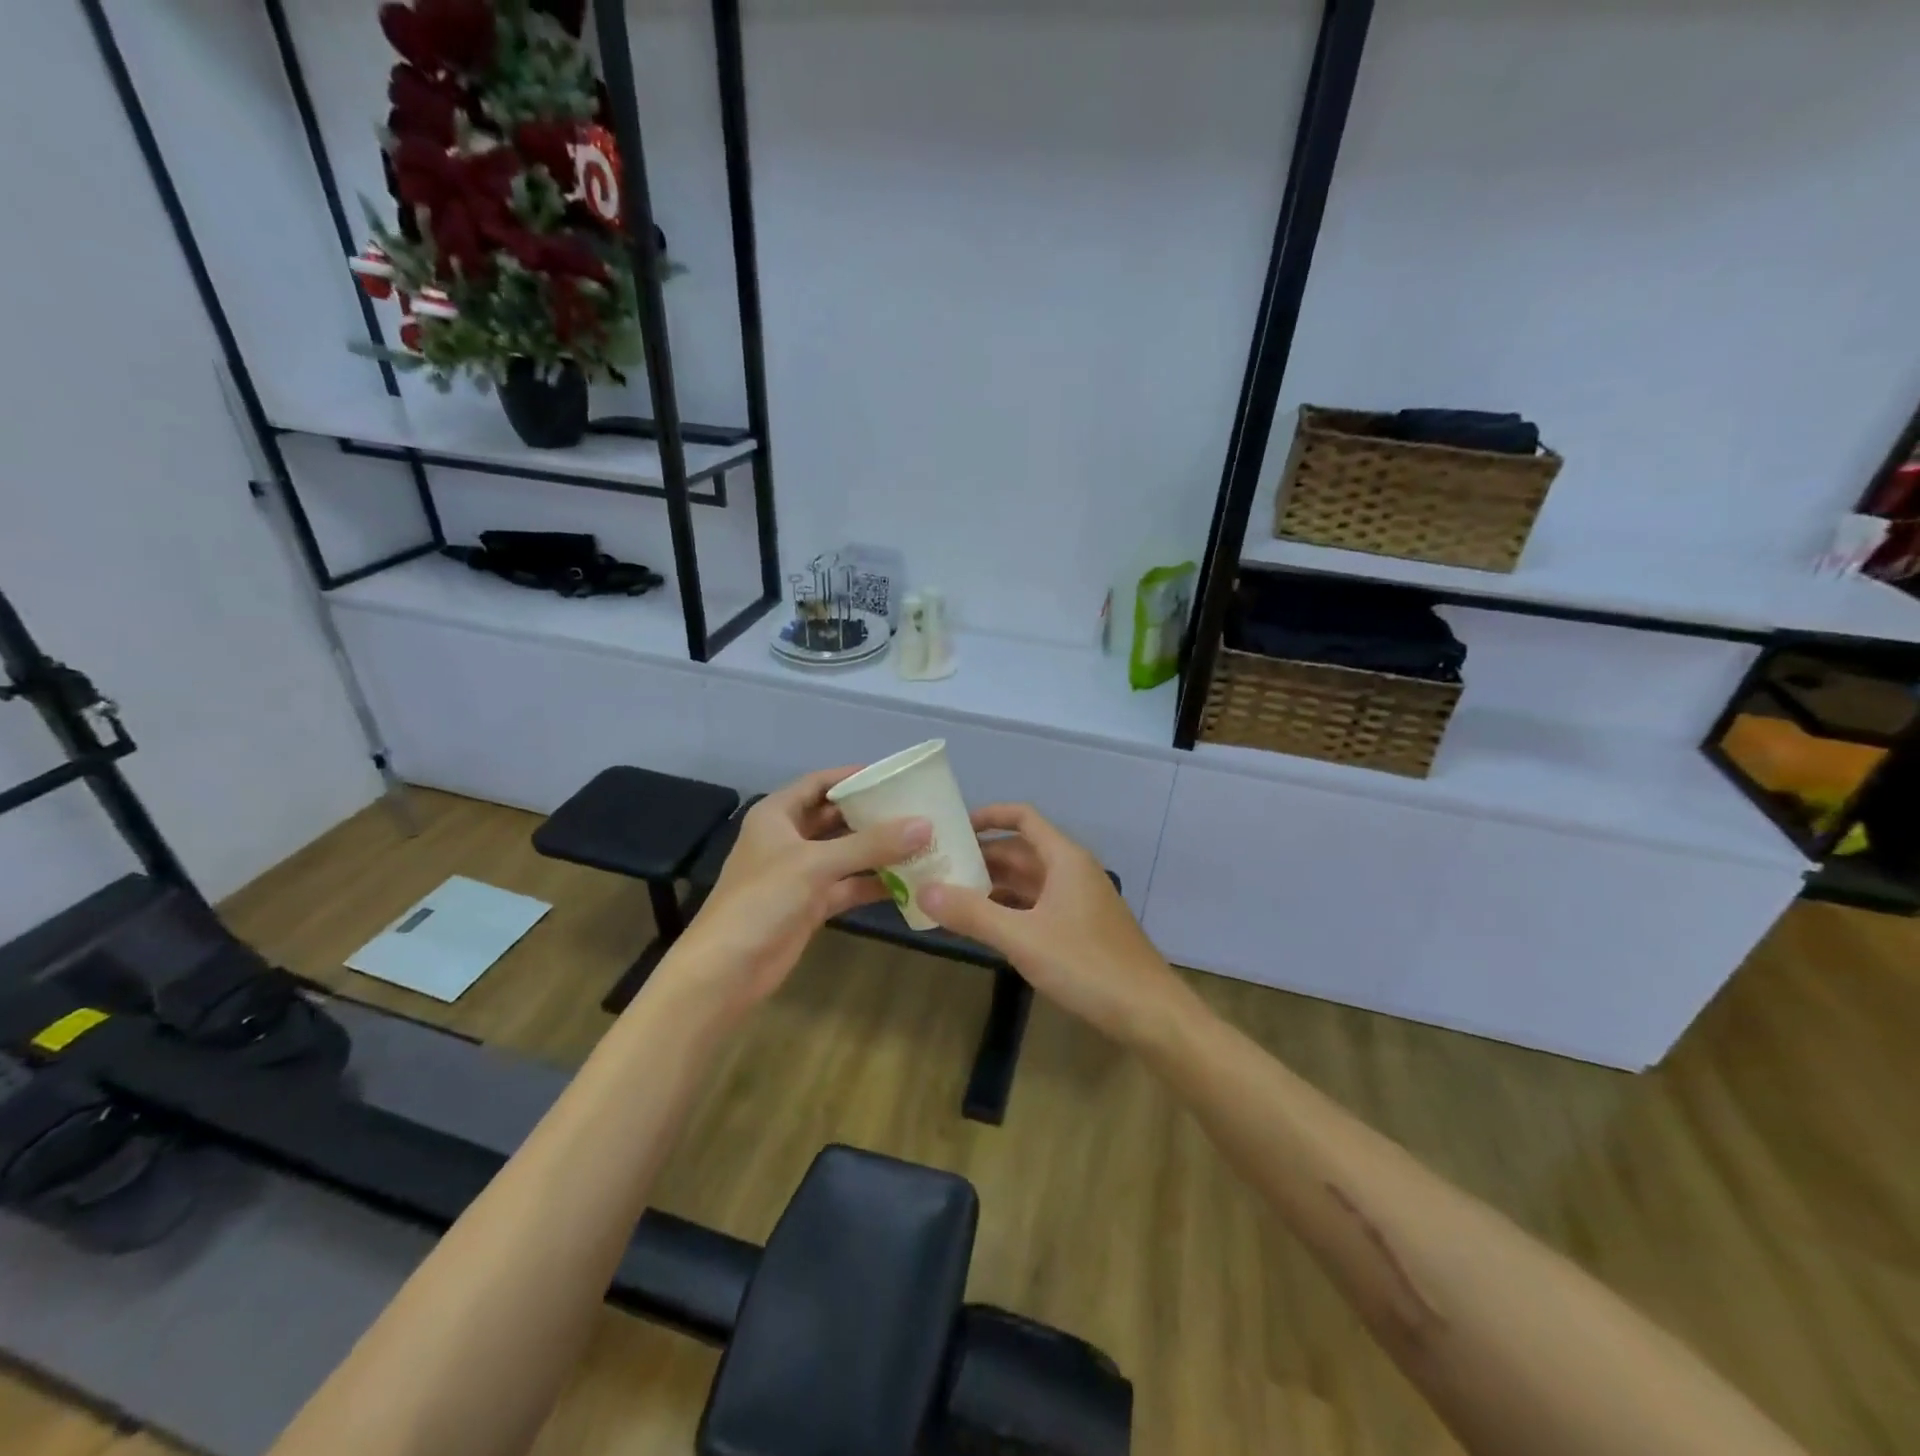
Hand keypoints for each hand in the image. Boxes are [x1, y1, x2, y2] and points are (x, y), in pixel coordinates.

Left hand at [660, 768, 929, 1020]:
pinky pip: (848, 885)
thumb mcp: (815, 864)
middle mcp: (788, 838)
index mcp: (777, 815)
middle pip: (835, 817)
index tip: (894, 776)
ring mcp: (800, 873)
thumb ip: (870, 844)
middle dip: (872, 814)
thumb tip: (924, 824)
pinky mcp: (811, 903)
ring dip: (878, 850)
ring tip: (922, 841)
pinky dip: (874, 883)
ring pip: (845, 853)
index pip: (819, 783)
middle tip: (917, 808)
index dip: (853, 777)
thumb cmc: (762, 900)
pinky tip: (909, 881)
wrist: (727, 970)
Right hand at [919, 805, 1183, 1045]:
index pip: (1023, 818)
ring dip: (992, 886)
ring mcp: (1078, 902)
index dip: (988, 816)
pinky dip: (1009, 910)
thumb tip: (923, 890)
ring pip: (1027, 882)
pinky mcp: (1080, 929)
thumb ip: (972, 914)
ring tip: (950, 896)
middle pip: (1020, 851)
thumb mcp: (1022, 938)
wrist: (1149, 1013)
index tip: (951, 827)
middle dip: (981, 857)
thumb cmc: (1087, 965)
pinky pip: (1037, 907)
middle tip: (938, 867)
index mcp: (1064, 859)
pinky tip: (983, 927)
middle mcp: (1072, 872)